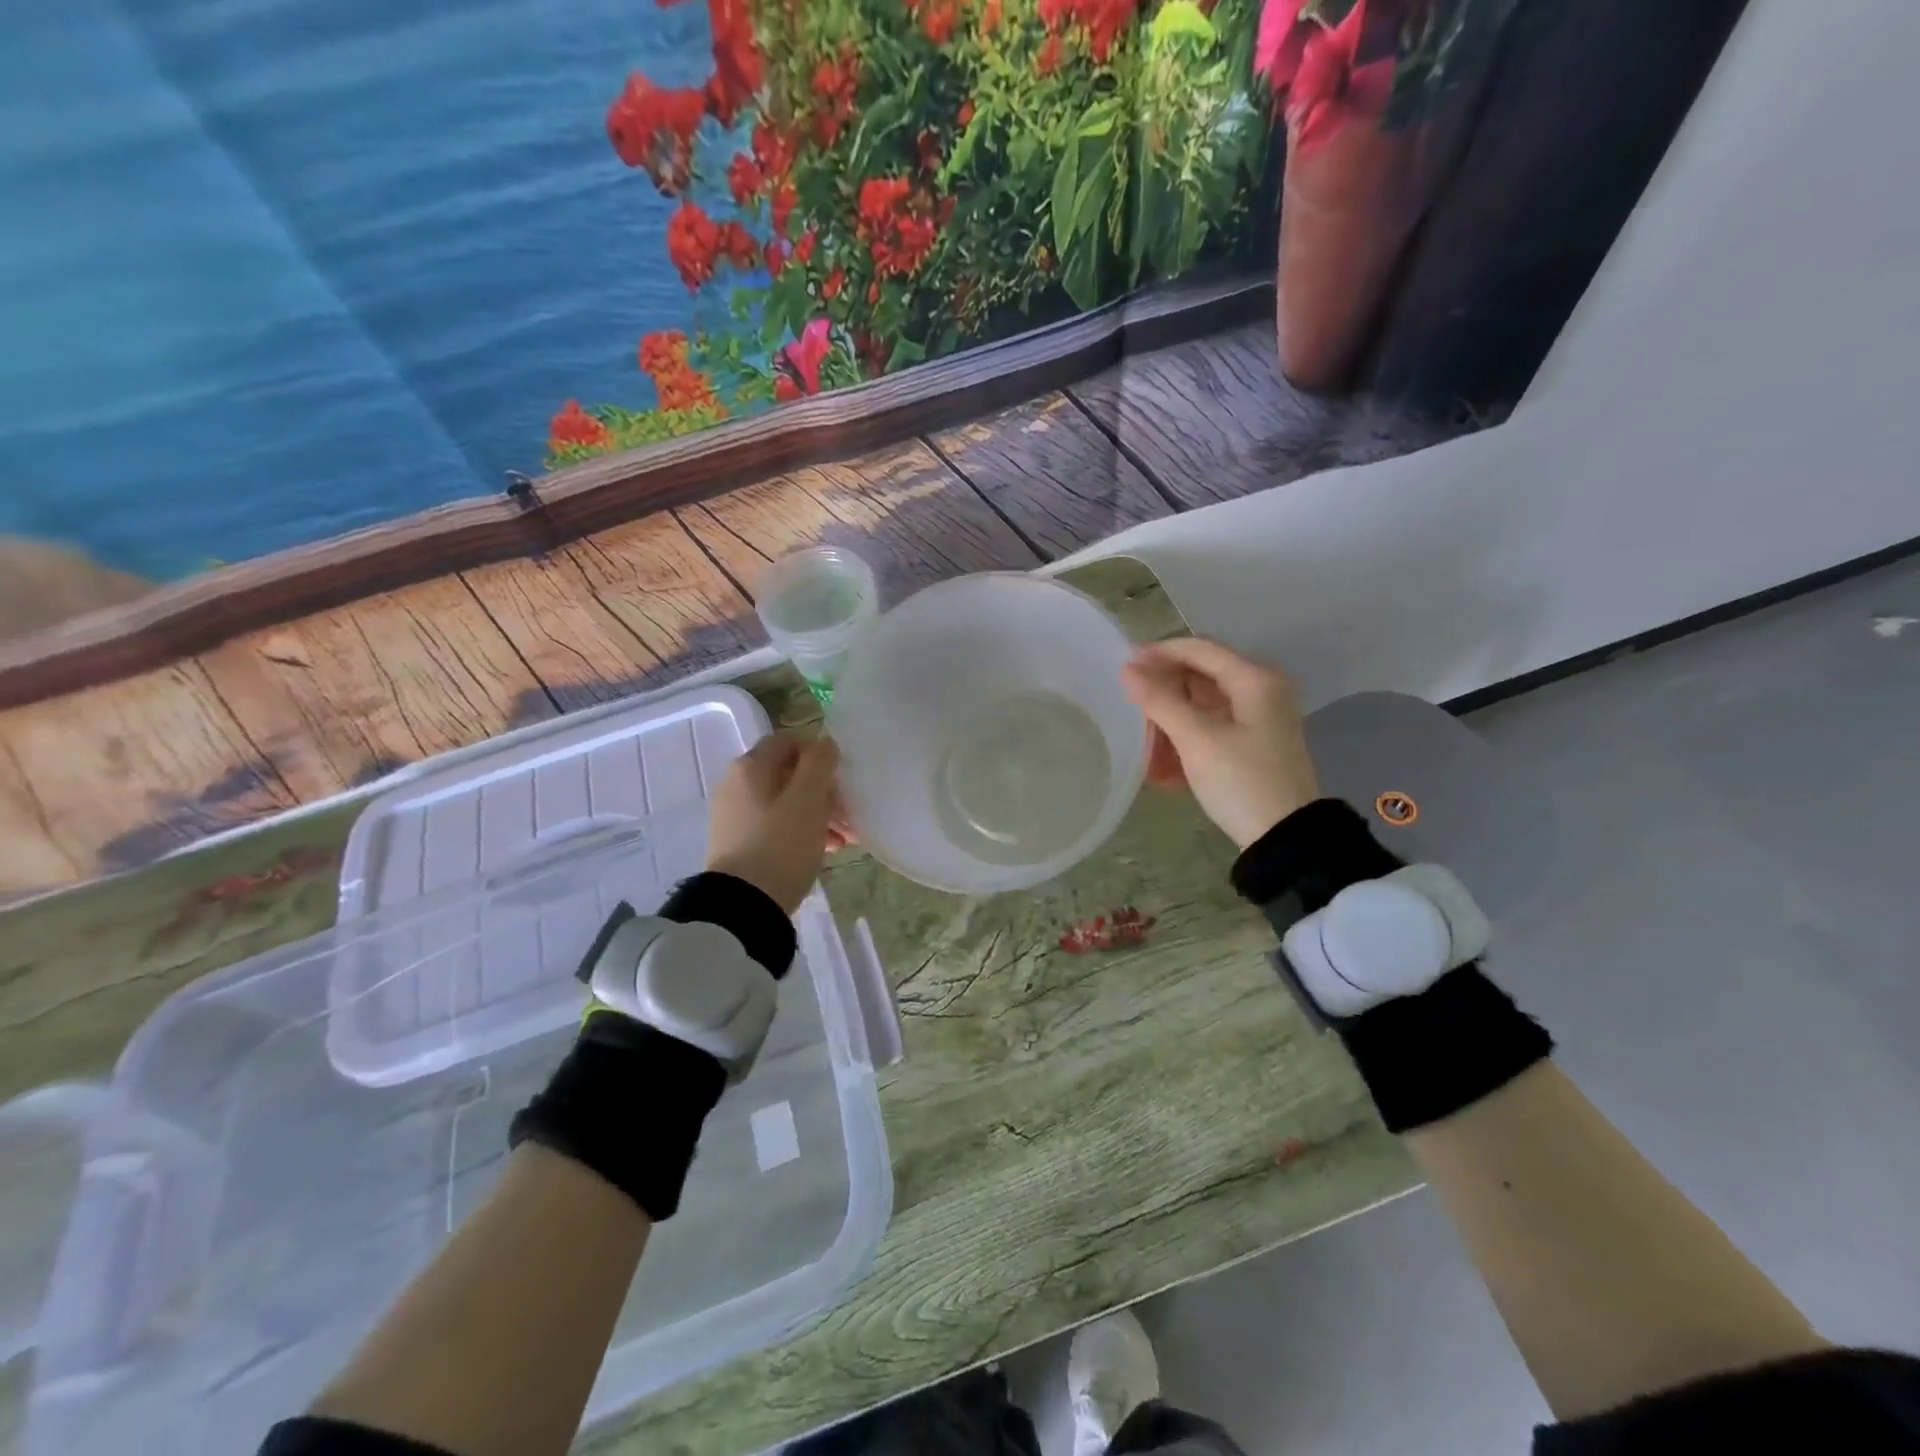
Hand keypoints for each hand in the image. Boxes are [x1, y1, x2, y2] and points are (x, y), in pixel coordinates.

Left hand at [705, 734, 842, 913]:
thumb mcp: (808, 799)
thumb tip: (824, 743)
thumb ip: (819, 763)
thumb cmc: (781, 844)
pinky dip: (800, 832)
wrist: (743, 906)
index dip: (818, 755)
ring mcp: (735, 816)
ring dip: (818, 815)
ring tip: (845, 839)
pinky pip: (776, 827)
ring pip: (786, 804)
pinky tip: (825, 851)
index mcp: (750, 767)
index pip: (788, 742)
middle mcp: (736, 785)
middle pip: (789, 776)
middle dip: (824, 792)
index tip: (841, 779)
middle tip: (850, 815)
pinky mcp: (739, 844)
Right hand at [1121, 637, 1320, 849]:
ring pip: (1200, 707)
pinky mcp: (1252, 744)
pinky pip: (1209, 730)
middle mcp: (1260, 690)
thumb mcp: (1197, 740)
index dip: (1159, 653)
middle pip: (1199, 677)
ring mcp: (1258, 719)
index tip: (1123, 667)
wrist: (1286, 840)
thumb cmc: (1242, 782)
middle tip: (1130, 714)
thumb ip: (1160, 701)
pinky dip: (1185, 743)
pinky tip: (1164, 772)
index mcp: (1254, 679)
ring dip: (1169, 726)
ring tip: (1145, 753)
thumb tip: (1127, 669)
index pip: (1199, 648)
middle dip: (1162, 696)